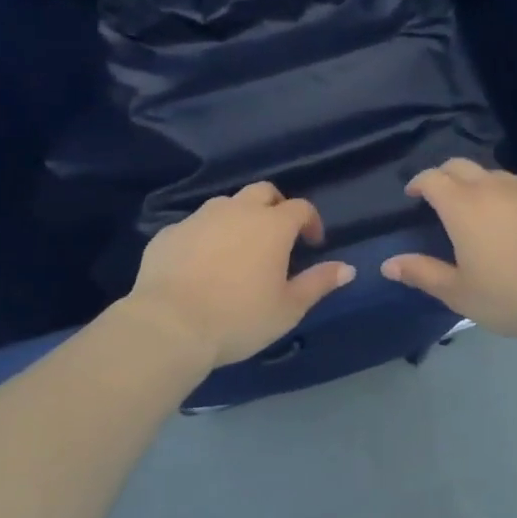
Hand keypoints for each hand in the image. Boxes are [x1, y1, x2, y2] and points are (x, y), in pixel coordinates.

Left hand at [120, 183, 355, 369]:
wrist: (169, 325)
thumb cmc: (239, 317)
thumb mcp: (288, 308)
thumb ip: (319, 283)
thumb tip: (347, 268)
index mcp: (272, 225)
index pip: (301, 207)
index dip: (311, 222)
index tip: (313, 243)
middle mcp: (237, 210)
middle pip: (263, 192)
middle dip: (275, 206)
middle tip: (277, 236)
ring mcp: (200, 218)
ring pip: (226, 204)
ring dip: (239, 218)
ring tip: (238, 248)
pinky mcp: (169, 233)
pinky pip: (194, 226)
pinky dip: (205, 237)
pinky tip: (201, 263)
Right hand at [381, 159, 516, 340]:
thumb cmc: (511, 295)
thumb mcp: (459, 293)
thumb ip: (422, 273)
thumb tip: (388, 263)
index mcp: (461, 205)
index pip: (432, 178)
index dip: (418, 183)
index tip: (413, 195)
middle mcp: (489, 186)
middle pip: (459, 165)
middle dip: (443, 176)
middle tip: (439, 197)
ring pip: (490, 172)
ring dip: (475, 182)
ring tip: (477, 207)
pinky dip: (505, 189)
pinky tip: (512, 210)